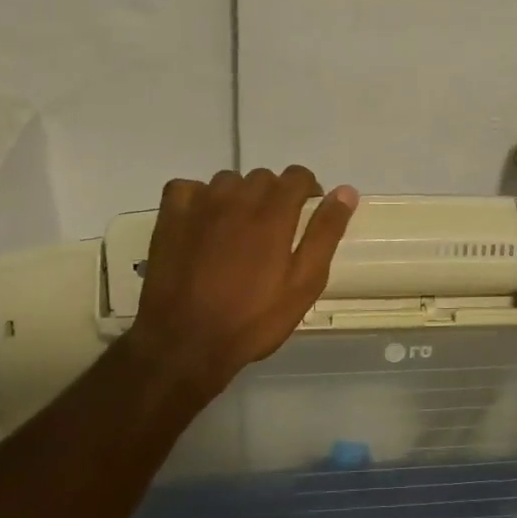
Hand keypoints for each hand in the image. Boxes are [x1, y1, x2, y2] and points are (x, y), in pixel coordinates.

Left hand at [125, 166, 357, 398]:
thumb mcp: (304, 283)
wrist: (185, 342)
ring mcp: (199, 205)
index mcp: (274, 213)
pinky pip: (188, 188)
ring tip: (238, 230)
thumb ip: (325, 233)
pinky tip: (203, 223)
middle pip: (263, 178)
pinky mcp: (170, 217)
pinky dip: (199, 198)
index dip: (307, 190)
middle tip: (273, 231)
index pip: (297, 176)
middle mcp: (237, 198)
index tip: (306, 212)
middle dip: (274, 195)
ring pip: (227, 182)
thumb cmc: (253, 319)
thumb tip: (346, 192)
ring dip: (239, 197)